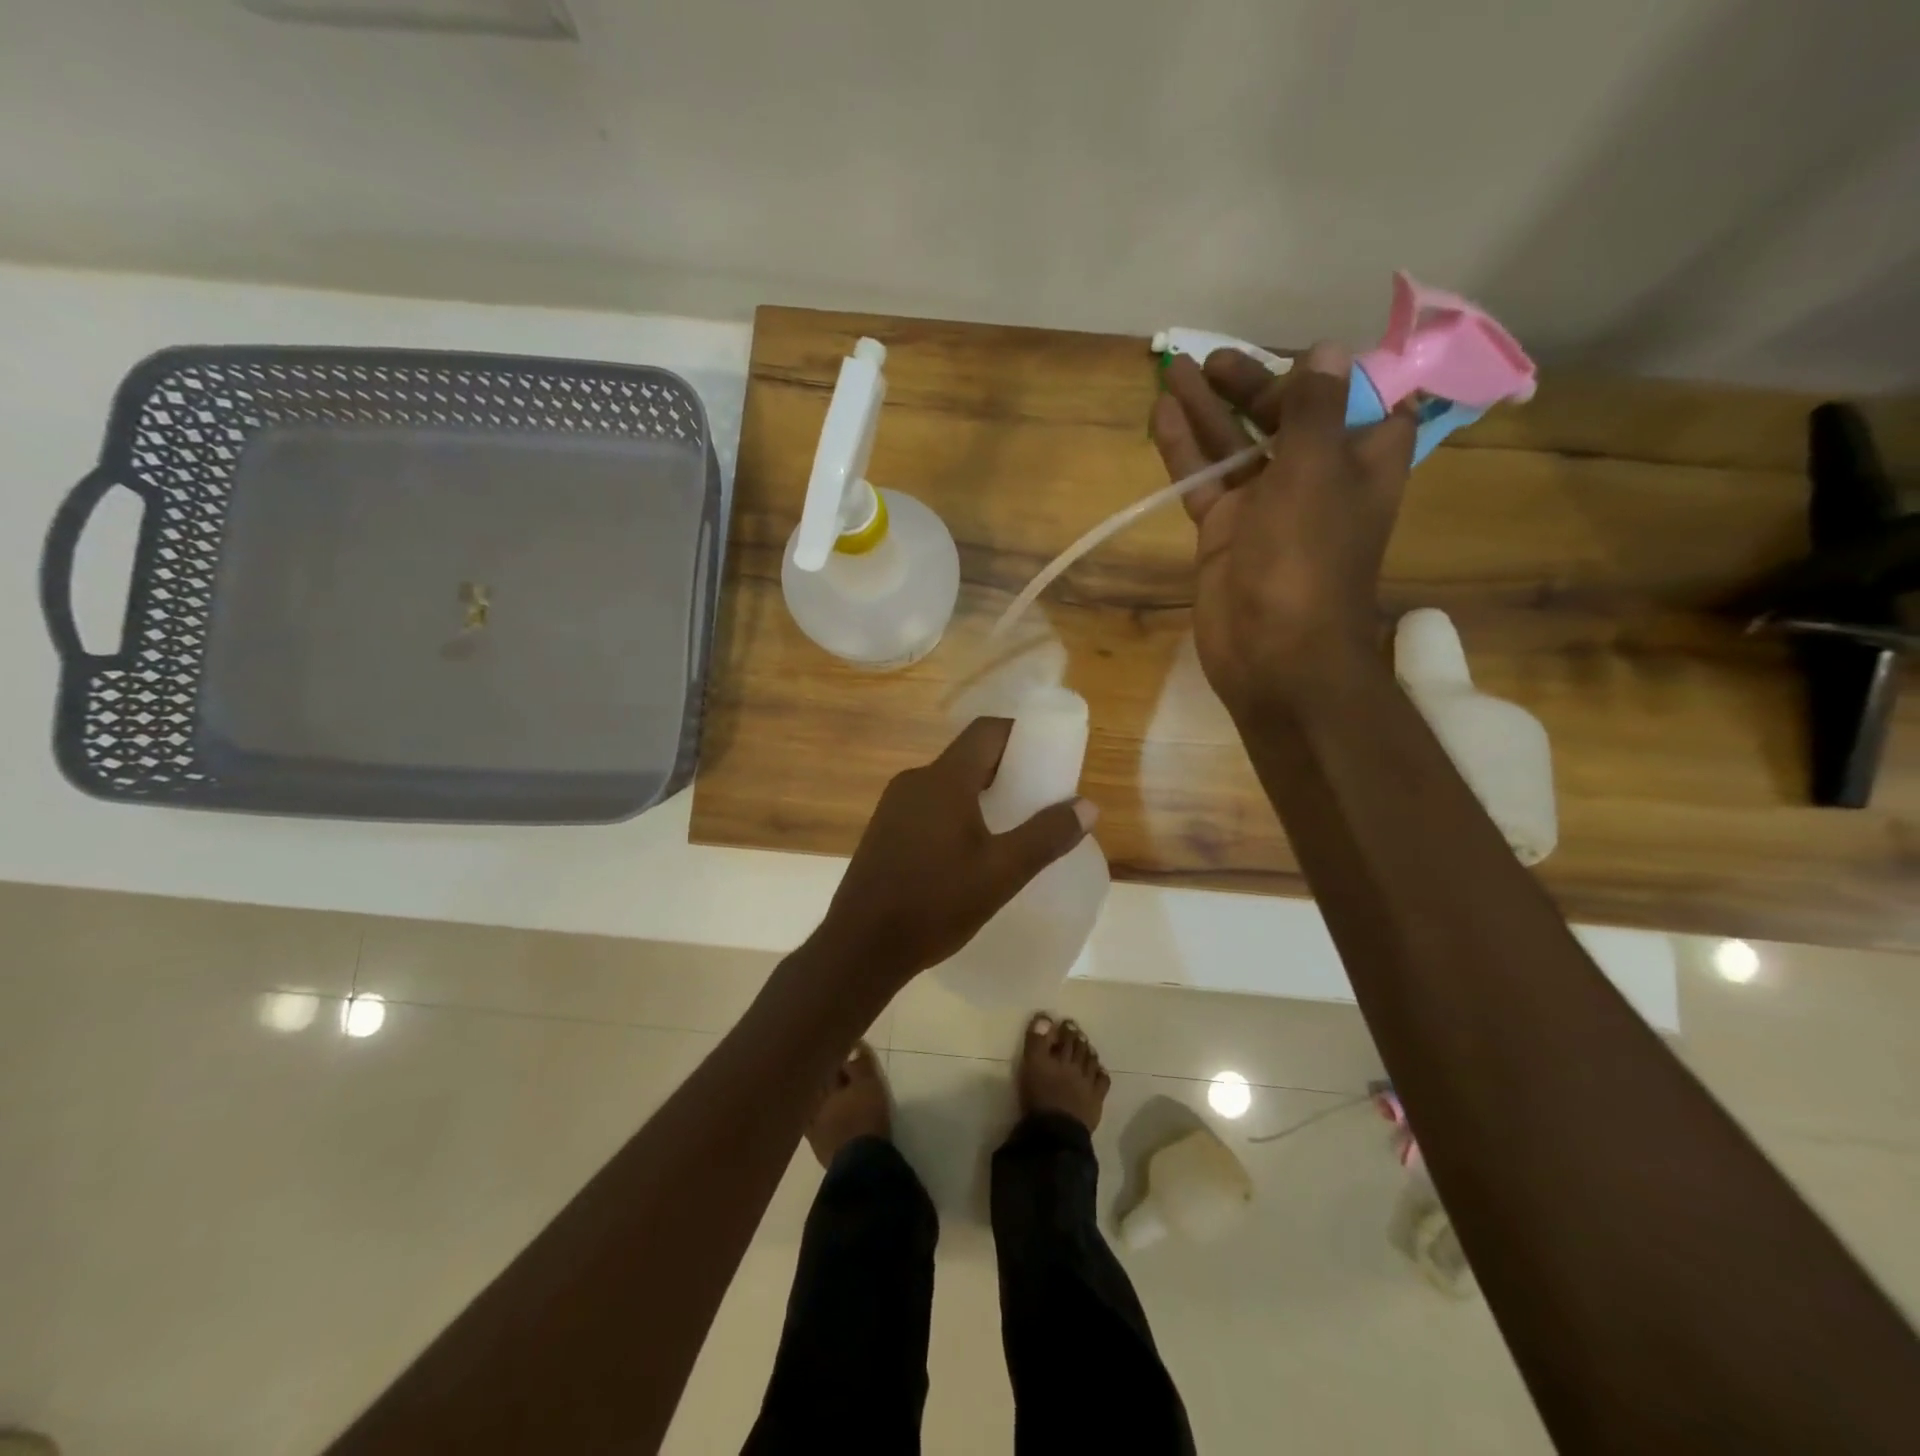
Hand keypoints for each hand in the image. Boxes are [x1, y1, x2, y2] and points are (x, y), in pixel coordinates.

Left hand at [815, 718, 1096, 983]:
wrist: (861, 946)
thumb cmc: (935, 904)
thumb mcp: (1002, 873)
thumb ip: (1046, 836)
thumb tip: (1087, 806)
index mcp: (943, 779)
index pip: (987, 731)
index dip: (1022, 734)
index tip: (1050, 755)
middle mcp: (915, 780)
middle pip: (969, 756)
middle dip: (1007, 768)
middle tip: (1039, 796)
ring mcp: (894, 805)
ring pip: (948, 783)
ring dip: (982, 793)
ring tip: (1012, 825)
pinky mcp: (884, 829)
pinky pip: (930, 805)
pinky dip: (957, 811)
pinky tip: (970, 849)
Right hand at [1150, 342, 1415, 717]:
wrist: (1273, 651)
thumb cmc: (1306, 558)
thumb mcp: (1317, 470)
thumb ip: (1315, 409)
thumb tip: (1326, 350)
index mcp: (1361, 459)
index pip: (1359, 400)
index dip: (1335, 373)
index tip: (1305, 351)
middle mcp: (1316, 477)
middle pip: (1286, 416)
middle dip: (1252, 385)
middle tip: (1212, 361)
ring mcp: (1266, 505)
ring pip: (1237, 445)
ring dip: (1209, 409)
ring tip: (1174, 370)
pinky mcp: (1225, 530)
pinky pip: (1204, 480)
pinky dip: (1185, 450)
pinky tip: (1161, 416)